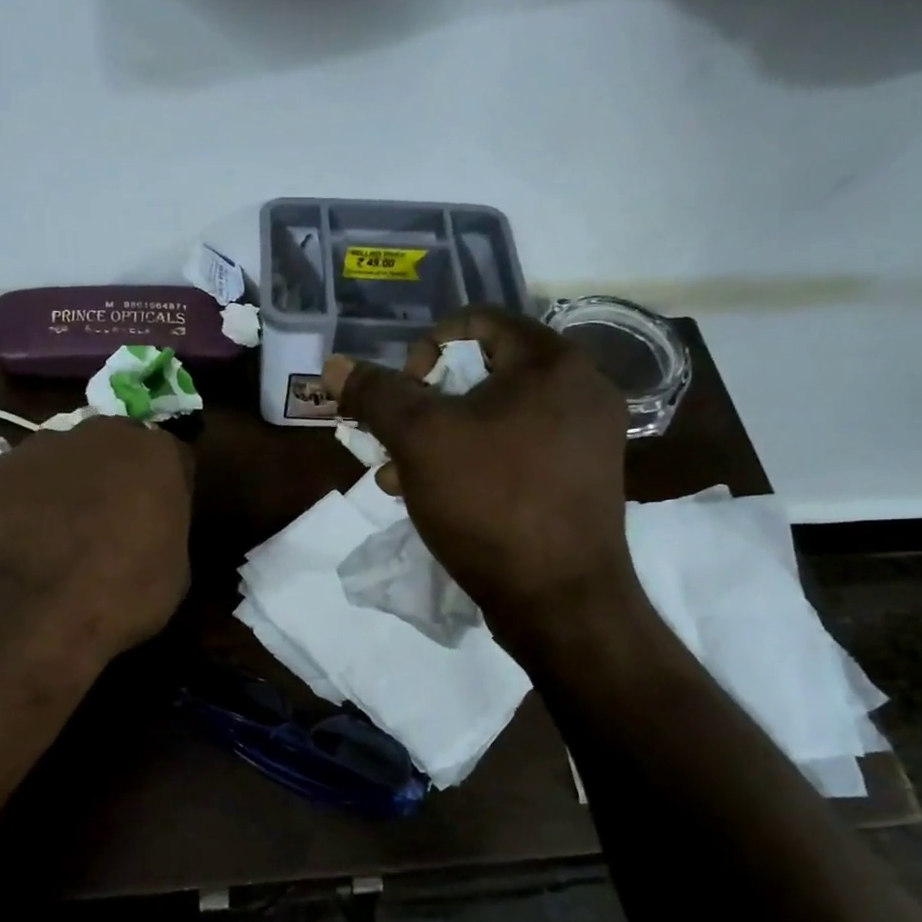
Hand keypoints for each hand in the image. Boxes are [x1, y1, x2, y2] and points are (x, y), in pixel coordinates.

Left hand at [0, 417, 192, 666]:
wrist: (34, 615)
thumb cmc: (122, 596)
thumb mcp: (174, 571)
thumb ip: (165, 529)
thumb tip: (150, 530)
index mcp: (156, 454)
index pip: (172, 459)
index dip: (165, 490)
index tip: (160, 518)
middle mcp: (101, 434)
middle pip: (114, 447)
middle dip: (114, 475)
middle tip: (110, 520)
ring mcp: (42, 446)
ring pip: (62, 458)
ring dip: (66, 484)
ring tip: (58, 533)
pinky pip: (18, 481)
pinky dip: (22, 502)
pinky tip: (20, 539)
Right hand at [321, 307, 638, 655]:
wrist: (560, 599)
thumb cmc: (490, 502)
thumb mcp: (419, 441)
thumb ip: (376, 395)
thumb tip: (335, 364)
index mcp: (552, 363)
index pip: (478, 322)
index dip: (425, 348)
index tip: (403, 393)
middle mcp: (581, 390)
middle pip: (484, 374)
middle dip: (426, 405)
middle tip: (394, 440)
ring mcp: (587, 439)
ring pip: (496, 418)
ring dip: (441, 439)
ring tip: (400, 477)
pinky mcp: (580, 479)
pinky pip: (517, 451)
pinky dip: (475, 463)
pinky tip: (438, 498)